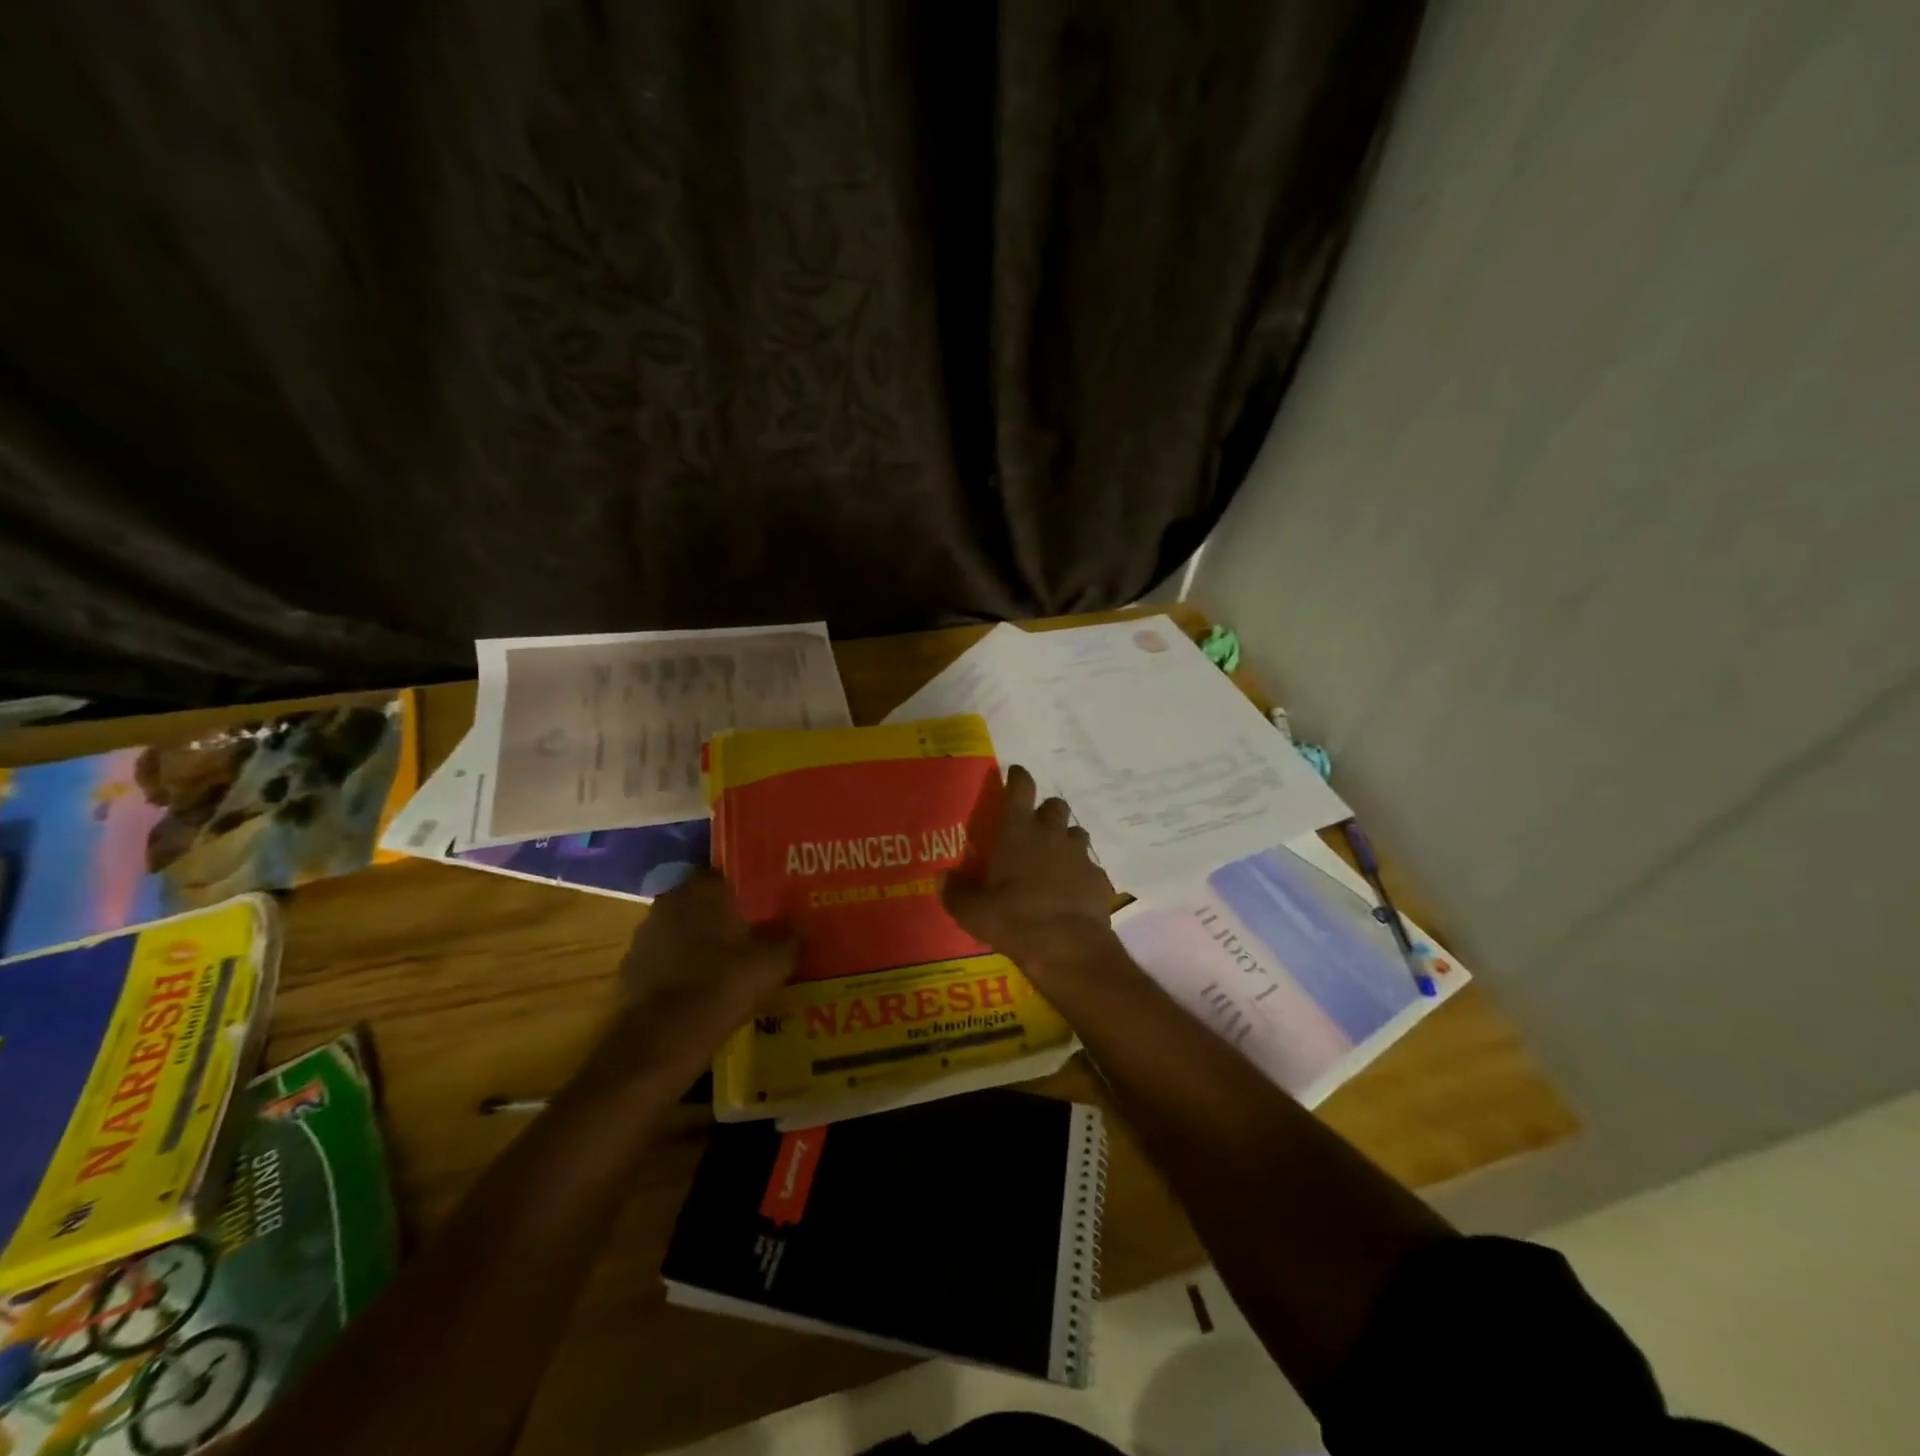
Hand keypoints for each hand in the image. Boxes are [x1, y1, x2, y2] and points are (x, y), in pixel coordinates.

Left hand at [616, 868, 796, 1056]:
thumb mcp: (774, 961)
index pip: (724, 874)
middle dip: (718, 915)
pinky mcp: (629, 967)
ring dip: (695, 941)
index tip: (758, 906)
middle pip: (699, 901)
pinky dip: (676, 968)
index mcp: (704, 890)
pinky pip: (661, 959)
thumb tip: (799, 924)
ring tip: (720, 964)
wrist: (665, 1035)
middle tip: (744, 934)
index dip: (742, 890)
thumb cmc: (724, 983)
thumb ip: (789, 936)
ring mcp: (645, 935)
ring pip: (678, 929)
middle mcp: (670, 901)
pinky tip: (695, 989)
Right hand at [943, 765, 1116, 980]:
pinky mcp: (1097, 878)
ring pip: (1076, 832)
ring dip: (1065, 839)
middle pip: (1054, 805)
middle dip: (1045, 811)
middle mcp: (1050, 835)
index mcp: (1017, 832)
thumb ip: (956, 892)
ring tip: (1054, 858)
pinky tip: (1072, 889)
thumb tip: (942, 876)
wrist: (1069, 948)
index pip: (1020, 788)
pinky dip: (1080, 871)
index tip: (1015, 773)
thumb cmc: (1014, 920)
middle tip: (1034, 827)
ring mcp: (1078, 855)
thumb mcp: (973, 912)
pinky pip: (1089, 866)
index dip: (1018, 777)